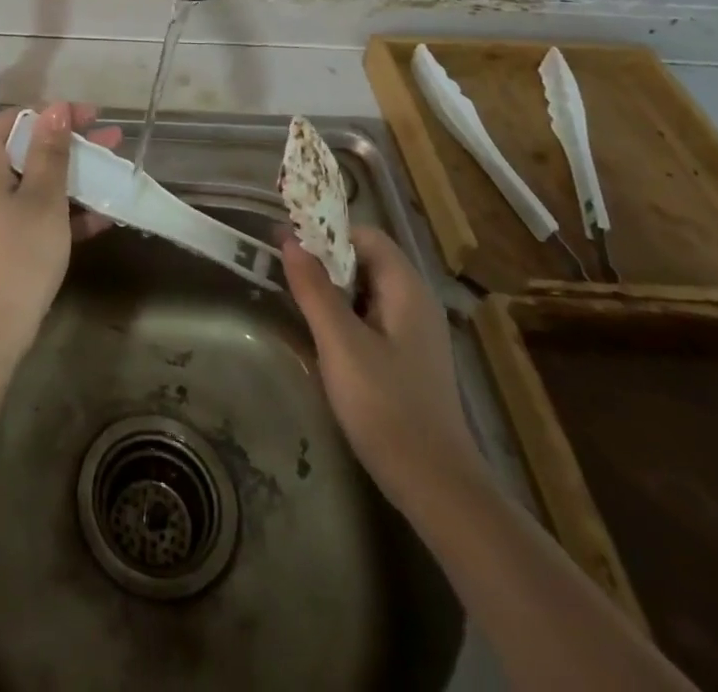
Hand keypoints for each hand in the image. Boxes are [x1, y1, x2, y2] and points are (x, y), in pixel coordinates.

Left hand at [0, 103, 119, 366]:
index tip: (94, 117)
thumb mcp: (43, 198)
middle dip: (71, 147)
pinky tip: (101, 217)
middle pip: (25, 149)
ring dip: (72, 180)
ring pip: (31, 182)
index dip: (57, 115)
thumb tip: (56, 107)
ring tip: (114, 174)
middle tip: (111, 142)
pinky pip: (27, 212)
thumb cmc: (17, 253)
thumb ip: (51, 150)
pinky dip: (58, 212)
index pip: (17, 119)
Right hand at [282, 225, 481, 497]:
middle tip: (282, 266)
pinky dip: (343, 312)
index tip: (287, 240)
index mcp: (406, 288)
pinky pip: (370, 316)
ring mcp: (414, 332)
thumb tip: (289, 239)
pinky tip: (320, 332)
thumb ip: (314, 289)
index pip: (365, 235)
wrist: (435, 485)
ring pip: (366, 289)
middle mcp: (415, 301)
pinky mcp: (407, 358)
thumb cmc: (386, 406)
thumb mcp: (340, 343)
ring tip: (293, 295)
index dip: (326, 231)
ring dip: (331, 285)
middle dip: (324, 257)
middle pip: (366, 259)